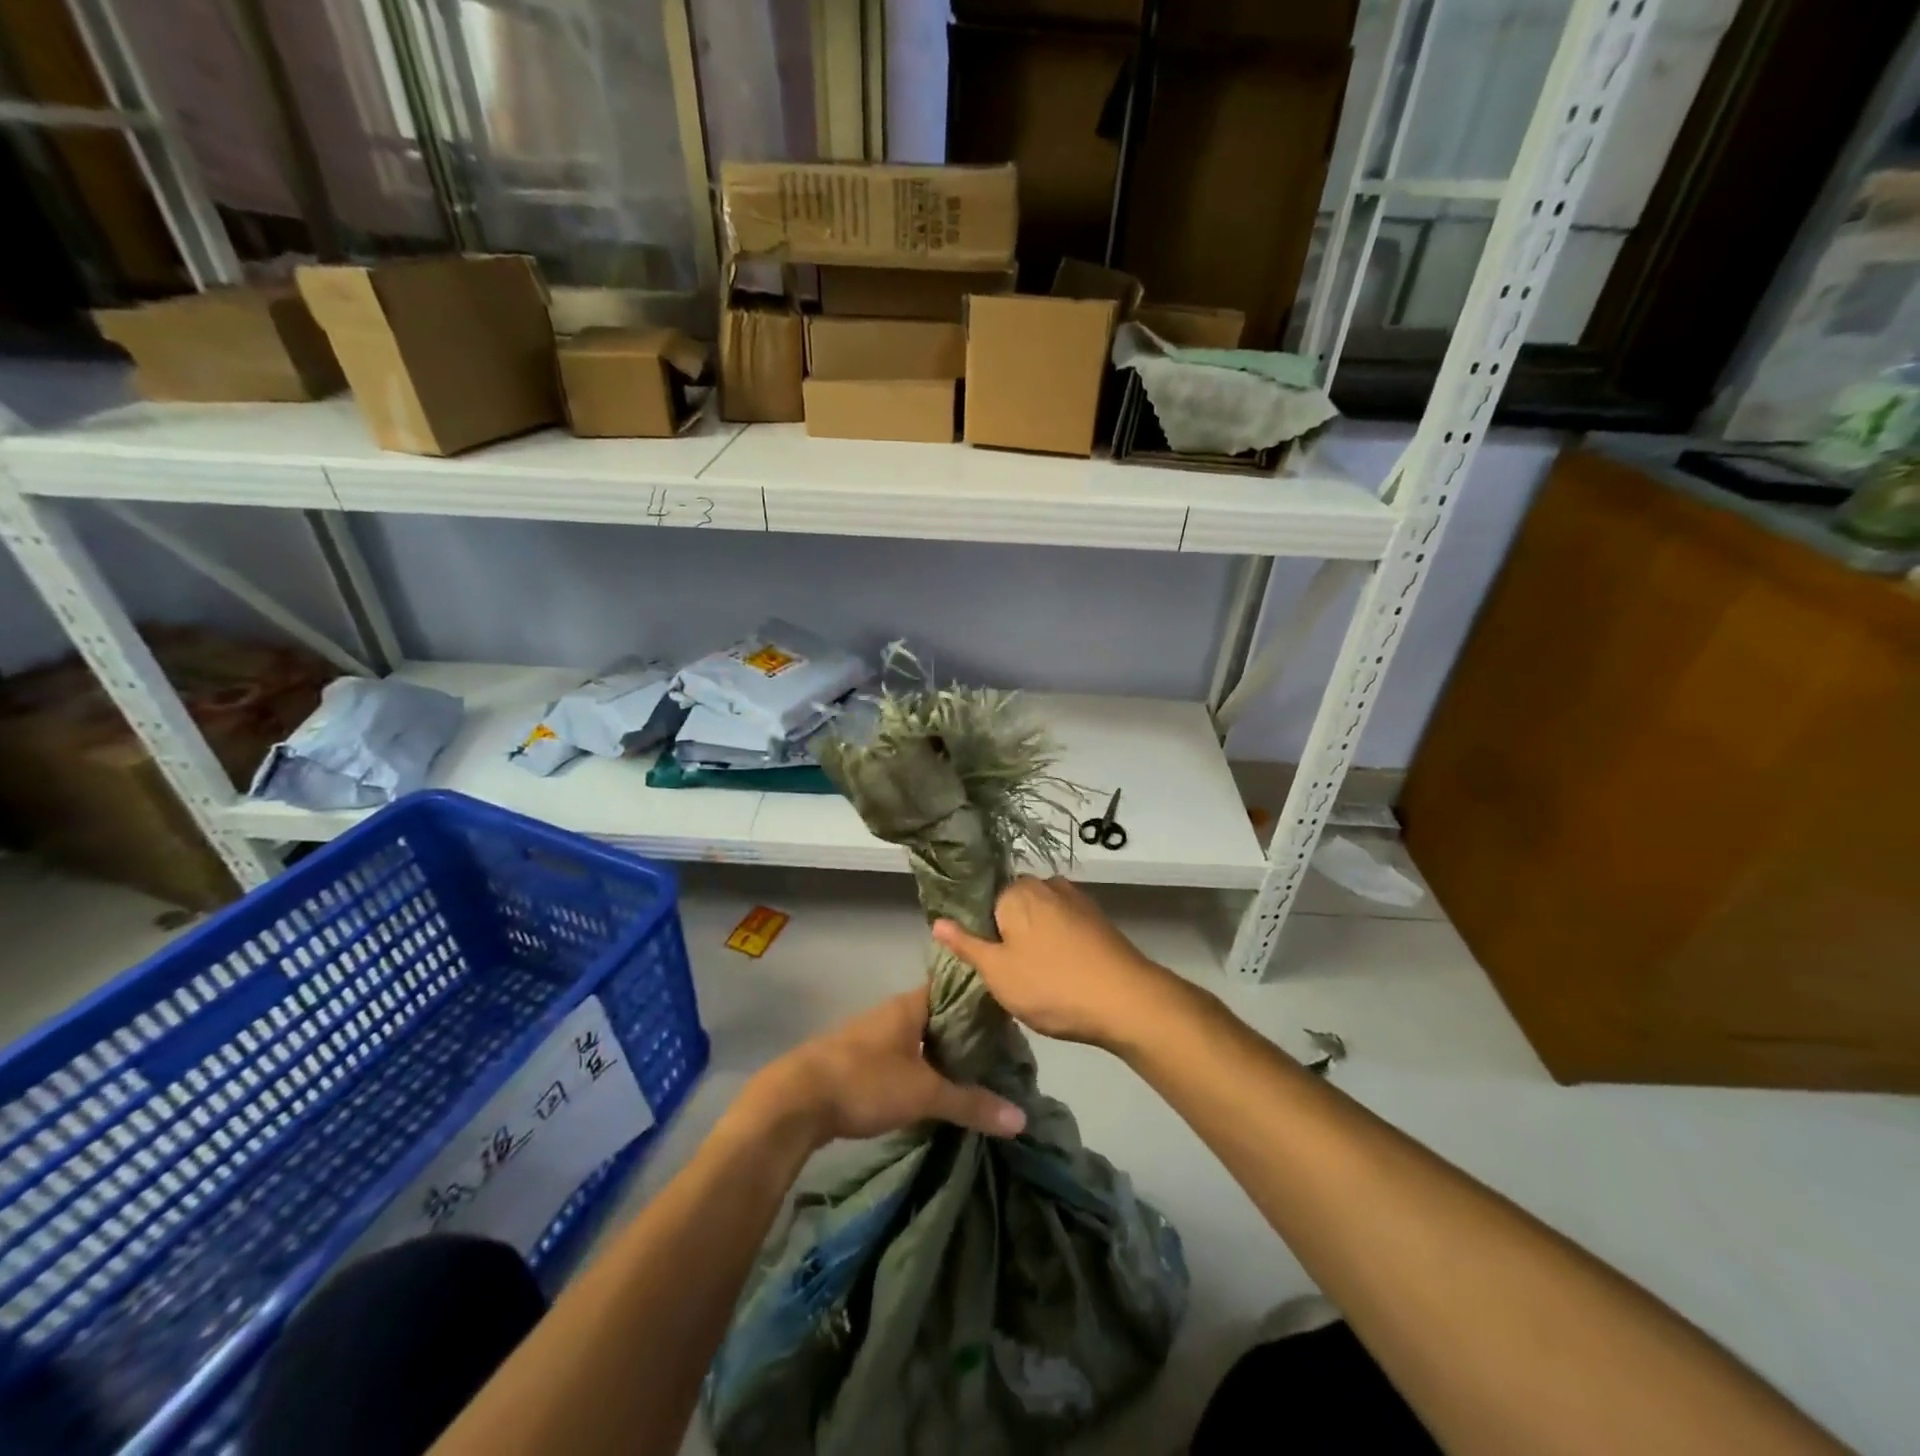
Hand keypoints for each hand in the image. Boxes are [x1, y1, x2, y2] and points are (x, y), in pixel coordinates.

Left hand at [748, 988, 1026, 1146]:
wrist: (796, 1100)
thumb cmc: (865, 1081)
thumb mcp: (924, 1092)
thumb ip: (971, 1103)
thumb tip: (1021, 1118)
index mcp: (910, 1005)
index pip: (955, 990)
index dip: (981, 1002)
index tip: (1010, 1020)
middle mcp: (892, 1012)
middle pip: (939, 1016)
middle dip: (966, 1034)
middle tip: (1001, 1055)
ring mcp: (872, 1035)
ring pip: (919, 1038)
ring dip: (942, 1053)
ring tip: (976, 1075)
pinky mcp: (858, 1060)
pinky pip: (901, 1056)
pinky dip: (921, 1068)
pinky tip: (935, 1090)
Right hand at [932, 875, 1183, 1050]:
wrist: (1127, 1000)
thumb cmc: (1052, 986)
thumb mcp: (998, 972)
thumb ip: (966, 944)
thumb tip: (937, 920)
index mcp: (1016, 891)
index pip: (981, 902)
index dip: (977, 932)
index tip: (980, 961)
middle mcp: (1045, 884)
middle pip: (1011, 906)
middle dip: (1005, 933)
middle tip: (1004, 973)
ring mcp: (1075, 898)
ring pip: (1039, 915)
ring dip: (1032, 938)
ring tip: (1033, 975)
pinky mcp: (1097, 917)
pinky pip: (1062, 924)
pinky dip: (1056, 942)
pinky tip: (1059, 970)